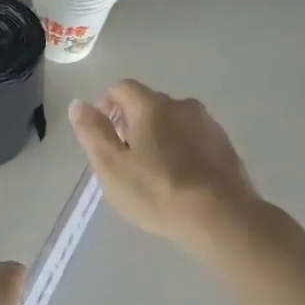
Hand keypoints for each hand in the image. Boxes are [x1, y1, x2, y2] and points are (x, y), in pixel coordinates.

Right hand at [68, 80, 270, 255]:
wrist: (220, 216)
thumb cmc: (156, 190)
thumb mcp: (111, 165)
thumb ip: (93, 132)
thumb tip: (79, 104)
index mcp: (152, 106)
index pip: (122, 88)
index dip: (106, 105)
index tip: (104, 135)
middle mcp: (183, 105)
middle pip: (149, 104)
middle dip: (133, 124)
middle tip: (126, 159)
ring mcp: (209, 125)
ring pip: (174, 122)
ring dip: (160, 137)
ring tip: (154, 172)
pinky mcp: (226, 146)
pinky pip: (195, 139)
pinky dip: (182, 150)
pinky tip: (180, 179)